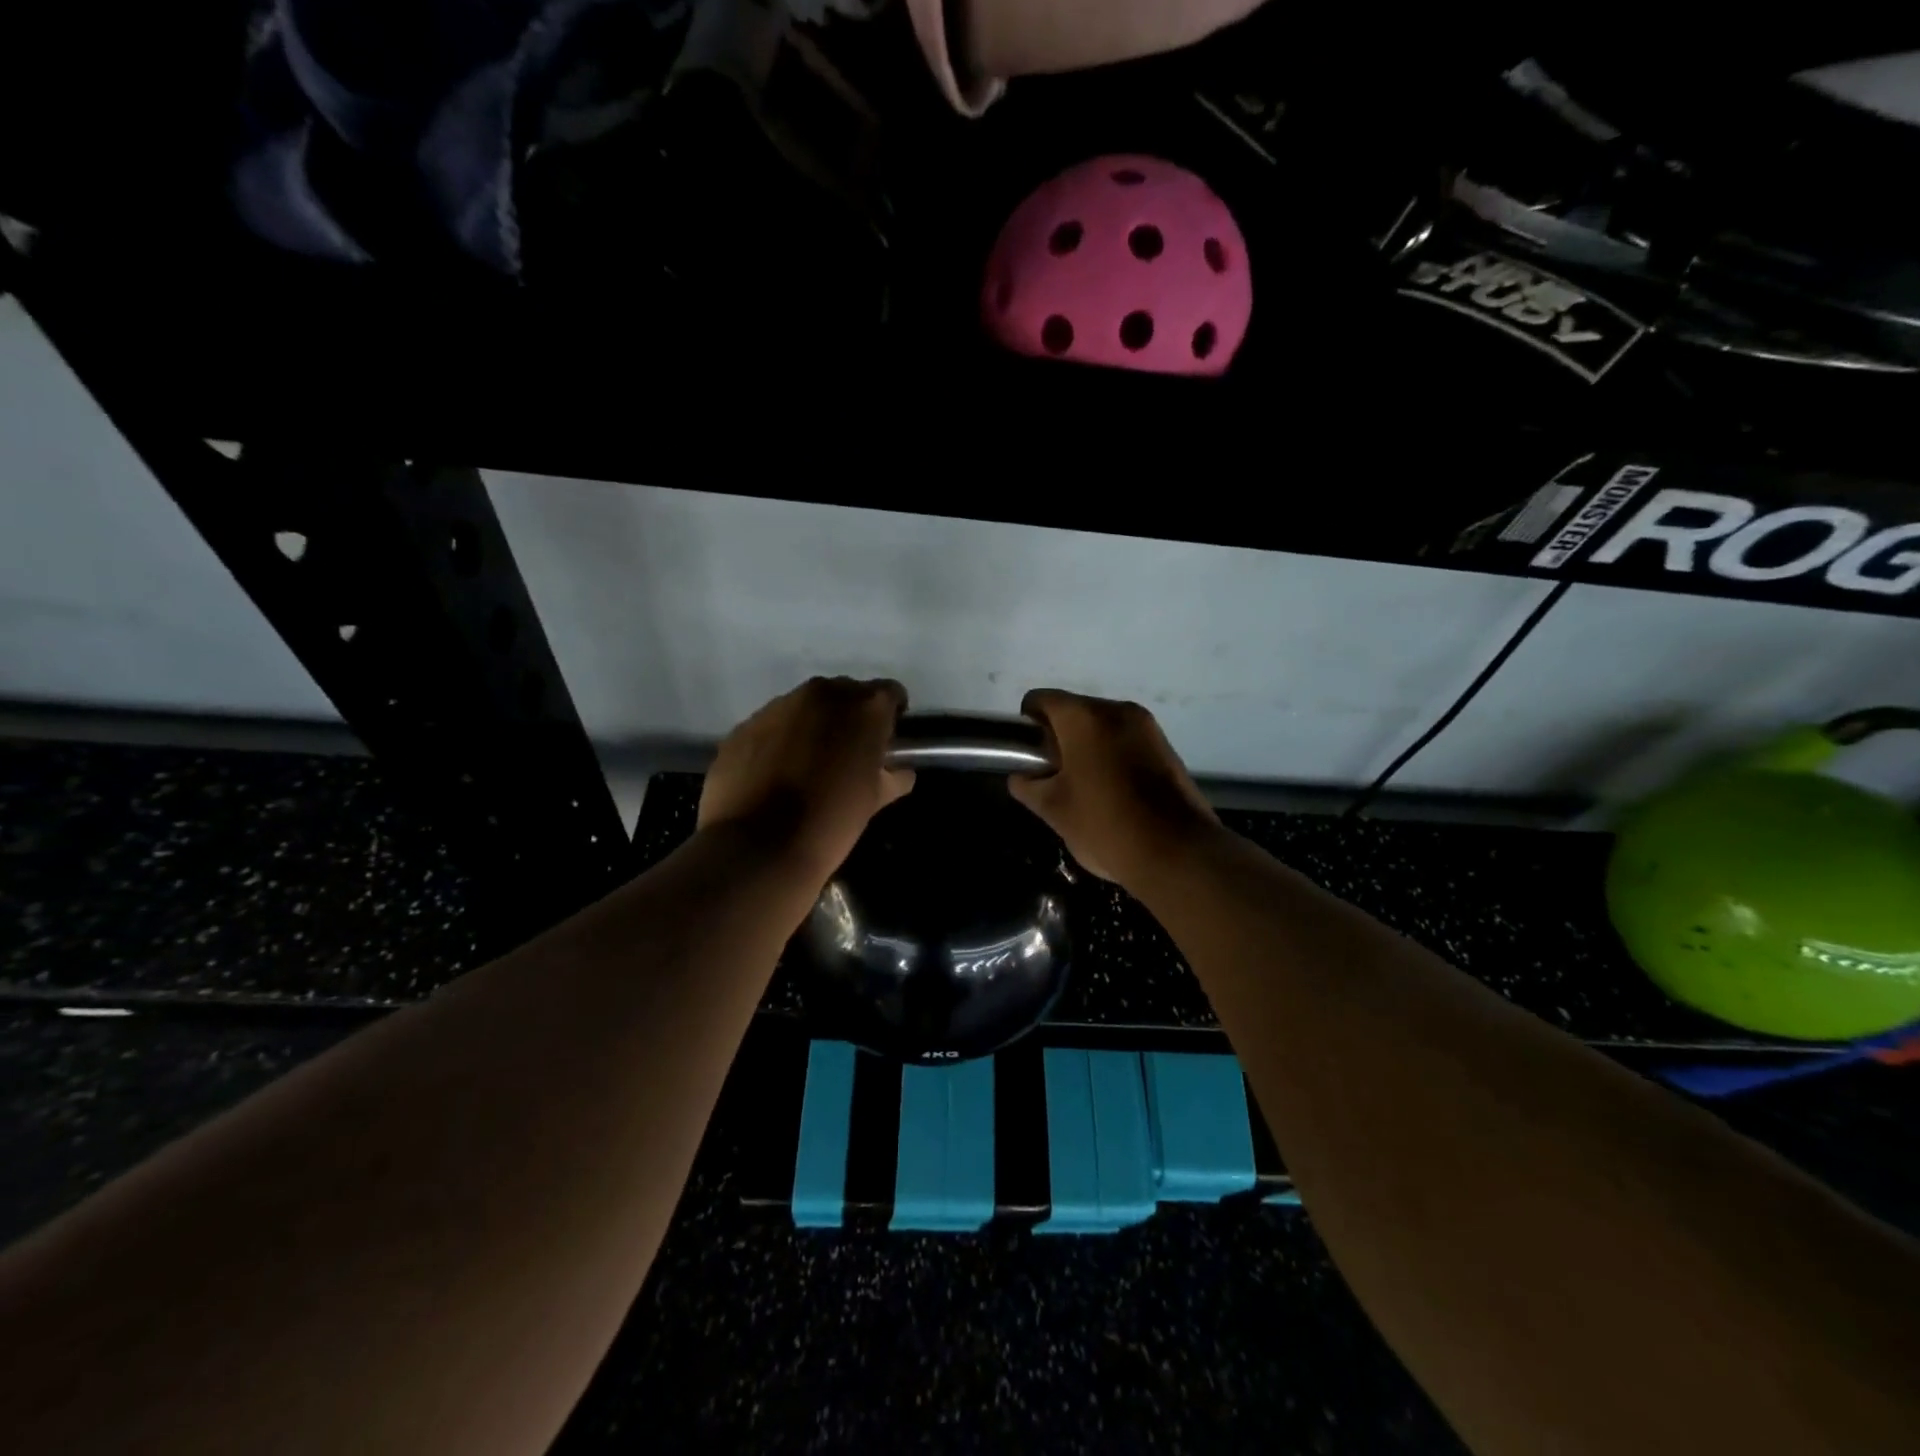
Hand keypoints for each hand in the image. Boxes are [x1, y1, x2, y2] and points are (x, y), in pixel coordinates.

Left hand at [698, 677, 915, 875]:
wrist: (758, 846)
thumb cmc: (831, 821)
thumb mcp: (873, 801)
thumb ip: (892, 778)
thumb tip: (901, 773)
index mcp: (865, 708)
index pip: (890, 693)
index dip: (891, 715)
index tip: (886, 738)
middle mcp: (823, 694)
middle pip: (846, 694)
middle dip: (850, 718)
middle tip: (848, 753)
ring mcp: (779, 706)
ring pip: (805, 707)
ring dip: (812, 727)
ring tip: (807, 764)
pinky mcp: (745, 725)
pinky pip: (772, 725)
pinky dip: (778, 740)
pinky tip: (774, 773)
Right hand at [1009, 689, 1220, 888]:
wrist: (1176, 853)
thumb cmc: (1104, 825)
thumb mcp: (1053, 809)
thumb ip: (1028, 786)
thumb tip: (1022, 777)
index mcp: (1084, 717)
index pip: (1040, 700)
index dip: (1027, 724)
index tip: (1029, 755)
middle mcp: (1117, 710)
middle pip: (1075, 711)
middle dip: (1059, 738)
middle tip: (1054, 777)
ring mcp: (1148, 728)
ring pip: (1103, 727)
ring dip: (1088, 747)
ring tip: (1085, 789)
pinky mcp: (1167, 748)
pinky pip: (1127, 741)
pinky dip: (1113, 756)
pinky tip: (1114, 793)